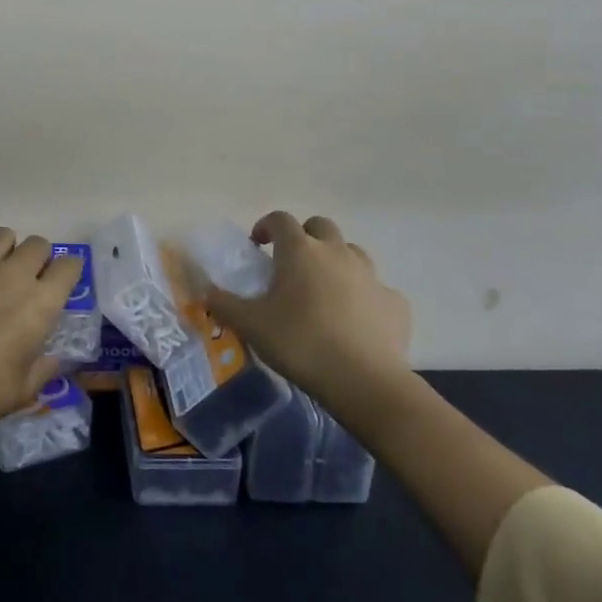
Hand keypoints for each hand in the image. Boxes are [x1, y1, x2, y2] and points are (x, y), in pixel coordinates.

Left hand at [0, 227, 82, 431]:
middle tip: (26, 279)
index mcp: (40, 303)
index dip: (68, 272)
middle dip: (38, 258)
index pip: (69, 266)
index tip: (60, 283)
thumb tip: (52, 357)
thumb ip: (44, 367)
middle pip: (37, 244)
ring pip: (2, 234)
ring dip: (4, 249)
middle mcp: (13, 275)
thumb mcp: (25, 390)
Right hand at [203, 212, 410, 388]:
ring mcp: (371, 275)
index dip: (266, 226)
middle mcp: (337, 252)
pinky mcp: (395, 303)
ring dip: (335, 261)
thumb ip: (224, 303)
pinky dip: (363, 296)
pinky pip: (376, 289)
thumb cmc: (300, 343)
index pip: (280, 219)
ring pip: (351, 253)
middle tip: (291, 264)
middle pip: (320, 227)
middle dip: (304, 238)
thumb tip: (206, 291)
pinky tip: (355, 320)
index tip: (258, 245)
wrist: (365, 382)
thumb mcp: (250, 325)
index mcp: (300, 251)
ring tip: (323, 290)